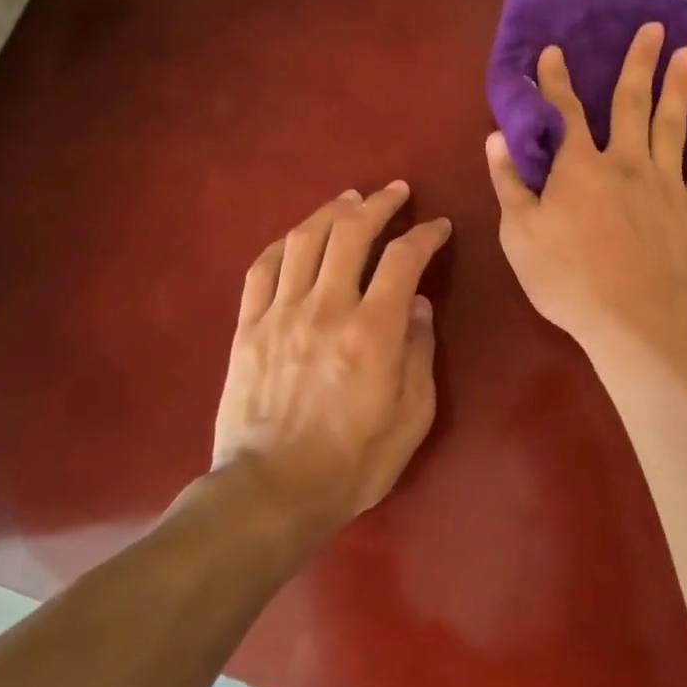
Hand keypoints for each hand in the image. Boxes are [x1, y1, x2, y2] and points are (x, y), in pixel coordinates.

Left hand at [210, 182, 451, 530]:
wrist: (271, 494)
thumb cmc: (353, 463)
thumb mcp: (412, 417)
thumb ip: (419, 354)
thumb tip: (417, 305)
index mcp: (373, 332)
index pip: (404, 259)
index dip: (425, 235)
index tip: (438, 227)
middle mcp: (326, 309)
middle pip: (351, 233)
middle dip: (378, 205)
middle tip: (395, 192)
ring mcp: (280, 315)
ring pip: (305, 240)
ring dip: (332, 212)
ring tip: (350, 199)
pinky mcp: (248, 328)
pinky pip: (263, 269)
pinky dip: (285, 243)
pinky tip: (299, 235)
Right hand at [486, 21, 686, 354]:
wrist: (638, 319)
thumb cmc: (570, 280)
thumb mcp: (521, 235)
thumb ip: (510, 183)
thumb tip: (497, 137)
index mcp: (580, 168)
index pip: (564, 113)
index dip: (556, 81)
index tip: (553, 51)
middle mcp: (626, 162)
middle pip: (632, 103)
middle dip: (638, 63)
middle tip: (653, 27)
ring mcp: (667, 183)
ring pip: (673, 124)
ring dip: (679, 86)